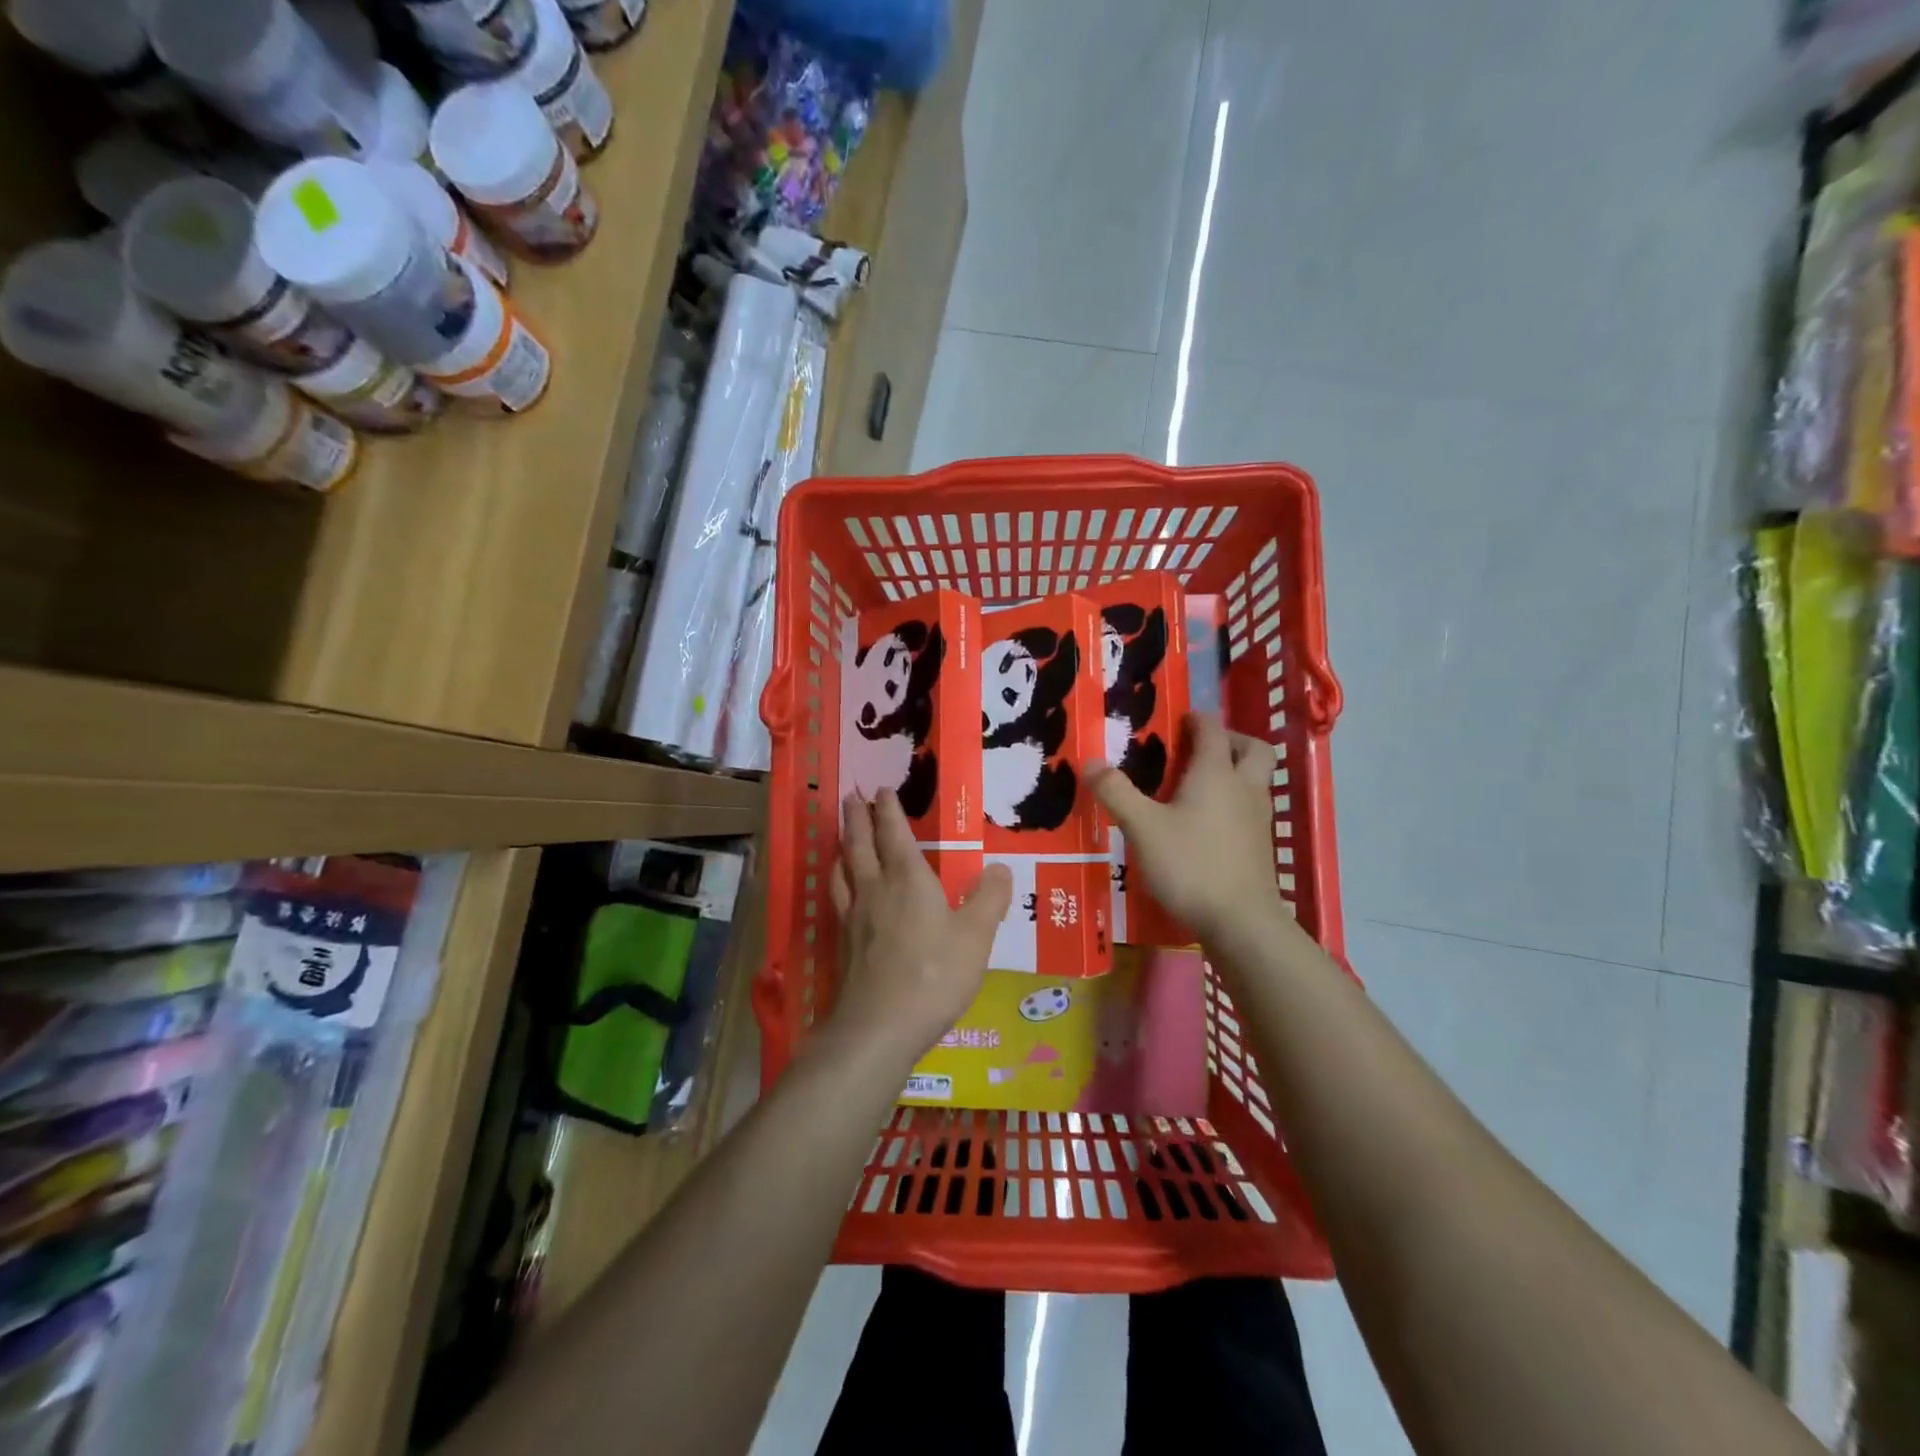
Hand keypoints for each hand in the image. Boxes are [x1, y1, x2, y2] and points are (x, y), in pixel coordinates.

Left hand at [826, 790, 1012, 1066]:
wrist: (879, 1026)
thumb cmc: (934, 975)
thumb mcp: (975, 937)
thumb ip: (989, 899)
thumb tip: (1001, 868)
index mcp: (908, 879)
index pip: (894, 833)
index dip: (888, 810)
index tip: (881, 790)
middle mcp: (875, 889)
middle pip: (860, 843)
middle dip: (857, 817)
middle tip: (851, 796)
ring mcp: (853, 916)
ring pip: (842, 869)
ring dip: (842, 846)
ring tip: (842, 838)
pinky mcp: (843, 942)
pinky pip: (838, 897)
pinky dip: (838, 881)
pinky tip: (842, 891)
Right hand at [1086, 713, 1285, 945]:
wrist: (1242, 922)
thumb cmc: (1190, 865)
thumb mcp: (1142, 827)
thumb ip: (1116, 792)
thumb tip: (1090, 762)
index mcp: (1216, 774)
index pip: (1213, 731)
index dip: (1197, 720)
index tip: (1181, 719)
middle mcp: (1244, 789)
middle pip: (1253, 749)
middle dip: (1232, 740)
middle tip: (1202, 748)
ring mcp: (1258, 819)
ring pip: (1256, 780)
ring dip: (1235, 772)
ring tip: (1200, 785)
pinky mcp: (1261, 847)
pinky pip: (1252, 809)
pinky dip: (1235, 803)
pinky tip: (1208, 824)